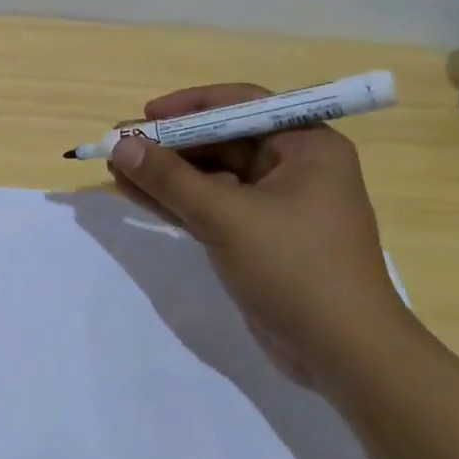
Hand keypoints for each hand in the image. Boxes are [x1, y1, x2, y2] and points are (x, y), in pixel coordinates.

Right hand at [106, 84, 409, 385]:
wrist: (342, 353)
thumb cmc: (295, 268)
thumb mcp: (227, 217)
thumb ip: (170, 179)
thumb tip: (120, 145)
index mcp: (306, 146)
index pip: (242, 105)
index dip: (189, 106)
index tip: (145, 115)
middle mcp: (294, 167)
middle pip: (222, 140)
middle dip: (169, 144)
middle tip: (119, 146)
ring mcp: (275, 205)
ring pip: (211, 175)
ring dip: (165, 173)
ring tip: (115, 167)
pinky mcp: (258, 237)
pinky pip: (210, 205)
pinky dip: (175, 200)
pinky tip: (135, 193)